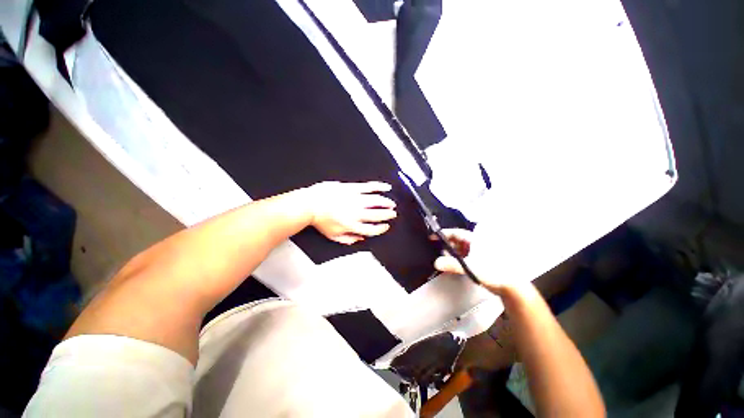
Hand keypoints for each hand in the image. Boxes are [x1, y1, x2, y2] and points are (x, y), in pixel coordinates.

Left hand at [307, 181, 396, 244]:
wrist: (310, 204)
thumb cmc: (320, 221)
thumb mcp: (333, 235)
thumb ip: (348, 239)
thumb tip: (361, 239)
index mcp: (352, 225)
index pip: (372, 229)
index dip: (381, 228)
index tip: (386, 226)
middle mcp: (356, 213)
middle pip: (378, 214)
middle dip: (388, 214)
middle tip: (393, 213)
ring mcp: (355, 199)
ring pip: (377, 201)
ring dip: (387, 202)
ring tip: (392, 204)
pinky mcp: (352, 188)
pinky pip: (369, 187)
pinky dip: (379, 187)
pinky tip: (386, 187)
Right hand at [432, 228, 515, 293]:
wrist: (511, 285)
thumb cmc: (492, 271)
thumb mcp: (470, 267)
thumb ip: (452, 264)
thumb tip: (436, 262)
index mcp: (474, 240)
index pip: (455, 233)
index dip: (443, 234)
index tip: (432, 237)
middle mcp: (475, 243)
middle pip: (456, 240)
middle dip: (446, 245)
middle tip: (437, 250)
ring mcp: (478, 252)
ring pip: (460, 249)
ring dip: (451, 253)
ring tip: (443, 259)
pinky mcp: (479, 260)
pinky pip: (464, 256)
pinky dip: (456, 259)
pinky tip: (452, 265)